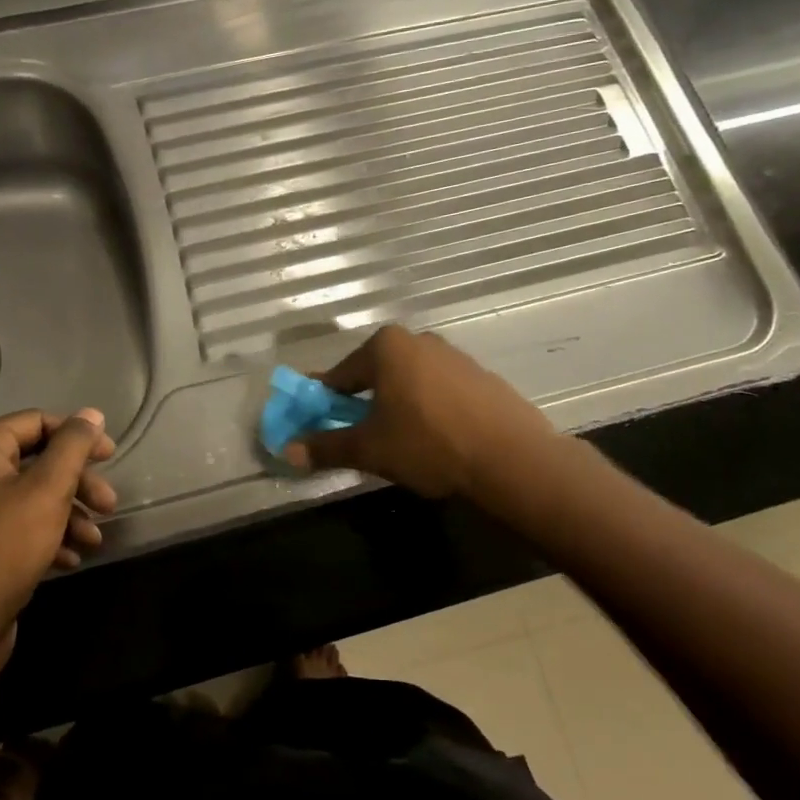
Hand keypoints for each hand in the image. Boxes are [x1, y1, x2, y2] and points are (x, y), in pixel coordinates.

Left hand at [0, 407, 116, 664]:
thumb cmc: (5, 547)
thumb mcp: (48, 489)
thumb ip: (73, 446)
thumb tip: (91, 414)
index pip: (36, 423)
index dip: (77, 436)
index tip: (110, 457)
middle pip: (37, 462)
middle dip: (78, 483)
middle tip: (109, 504)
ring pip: (33, 497)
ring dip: (70, 513)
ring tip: (95, 539)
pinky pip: (21, 527)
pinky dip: (49, 536)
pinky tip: (72, 558)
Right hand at [283, 325, 557, 501]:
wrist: (511, 458)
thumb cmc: (428, 444)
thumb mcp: (370, 449)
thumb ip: (327, 446)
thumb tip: (289, 450)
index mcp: (386, 347)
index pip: (340, 374)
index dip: (325, 401)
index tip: (318, 423)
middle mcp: (419, 340)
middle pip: (376, 373)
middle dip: (363, 402)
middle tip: (361, 436)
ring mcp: (454, 356)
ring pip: (409, 381)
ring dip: (397, 404)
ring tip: (400, 441)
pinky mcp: (481, 376)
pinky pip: (440, 390)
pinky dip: (429, 408)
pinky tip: (436, 438)